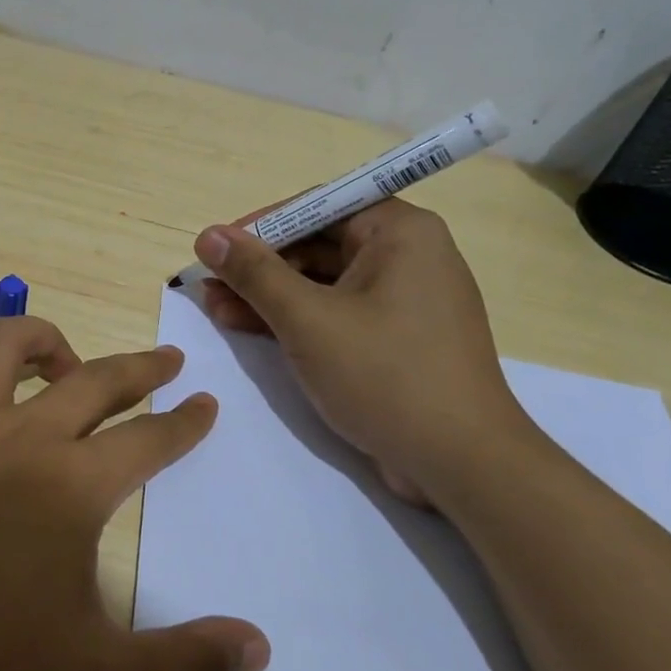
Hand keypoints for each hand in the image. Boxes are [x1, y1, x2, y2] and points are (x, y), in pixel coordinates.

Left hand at [0, 315, 268, 670]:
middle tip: (165, 359)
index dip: (184, 421)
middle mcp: (16, 434)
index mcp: (71, 484)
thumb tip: (259, 647)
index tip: (205, 402)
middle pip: (94, 378)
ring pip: (2, 346)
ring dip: (41, 341)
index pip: (149, 438)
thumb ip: (183, 666)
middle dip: (139, 366)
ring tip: (60, 359)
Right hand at [197, 200, 532, 506]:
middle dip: (259, 266)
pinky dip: (296, 320)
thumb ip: (254, 274)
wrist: (461, 463)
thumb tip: (208, 235)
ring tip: (216, 310)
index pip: (318, 206)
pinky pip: (337, 313)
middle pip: (318, 244)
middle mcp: (407, 255)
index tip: (217, 249)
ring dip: (269, 295)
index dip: (261, 225)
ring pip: (323, 282)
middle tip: (209, 286)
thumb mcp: (308, 320)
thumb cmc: (385, 376)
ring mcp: (404, 300)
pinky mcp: (396, 338)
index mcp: (400, 232)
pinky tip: (250, 329)